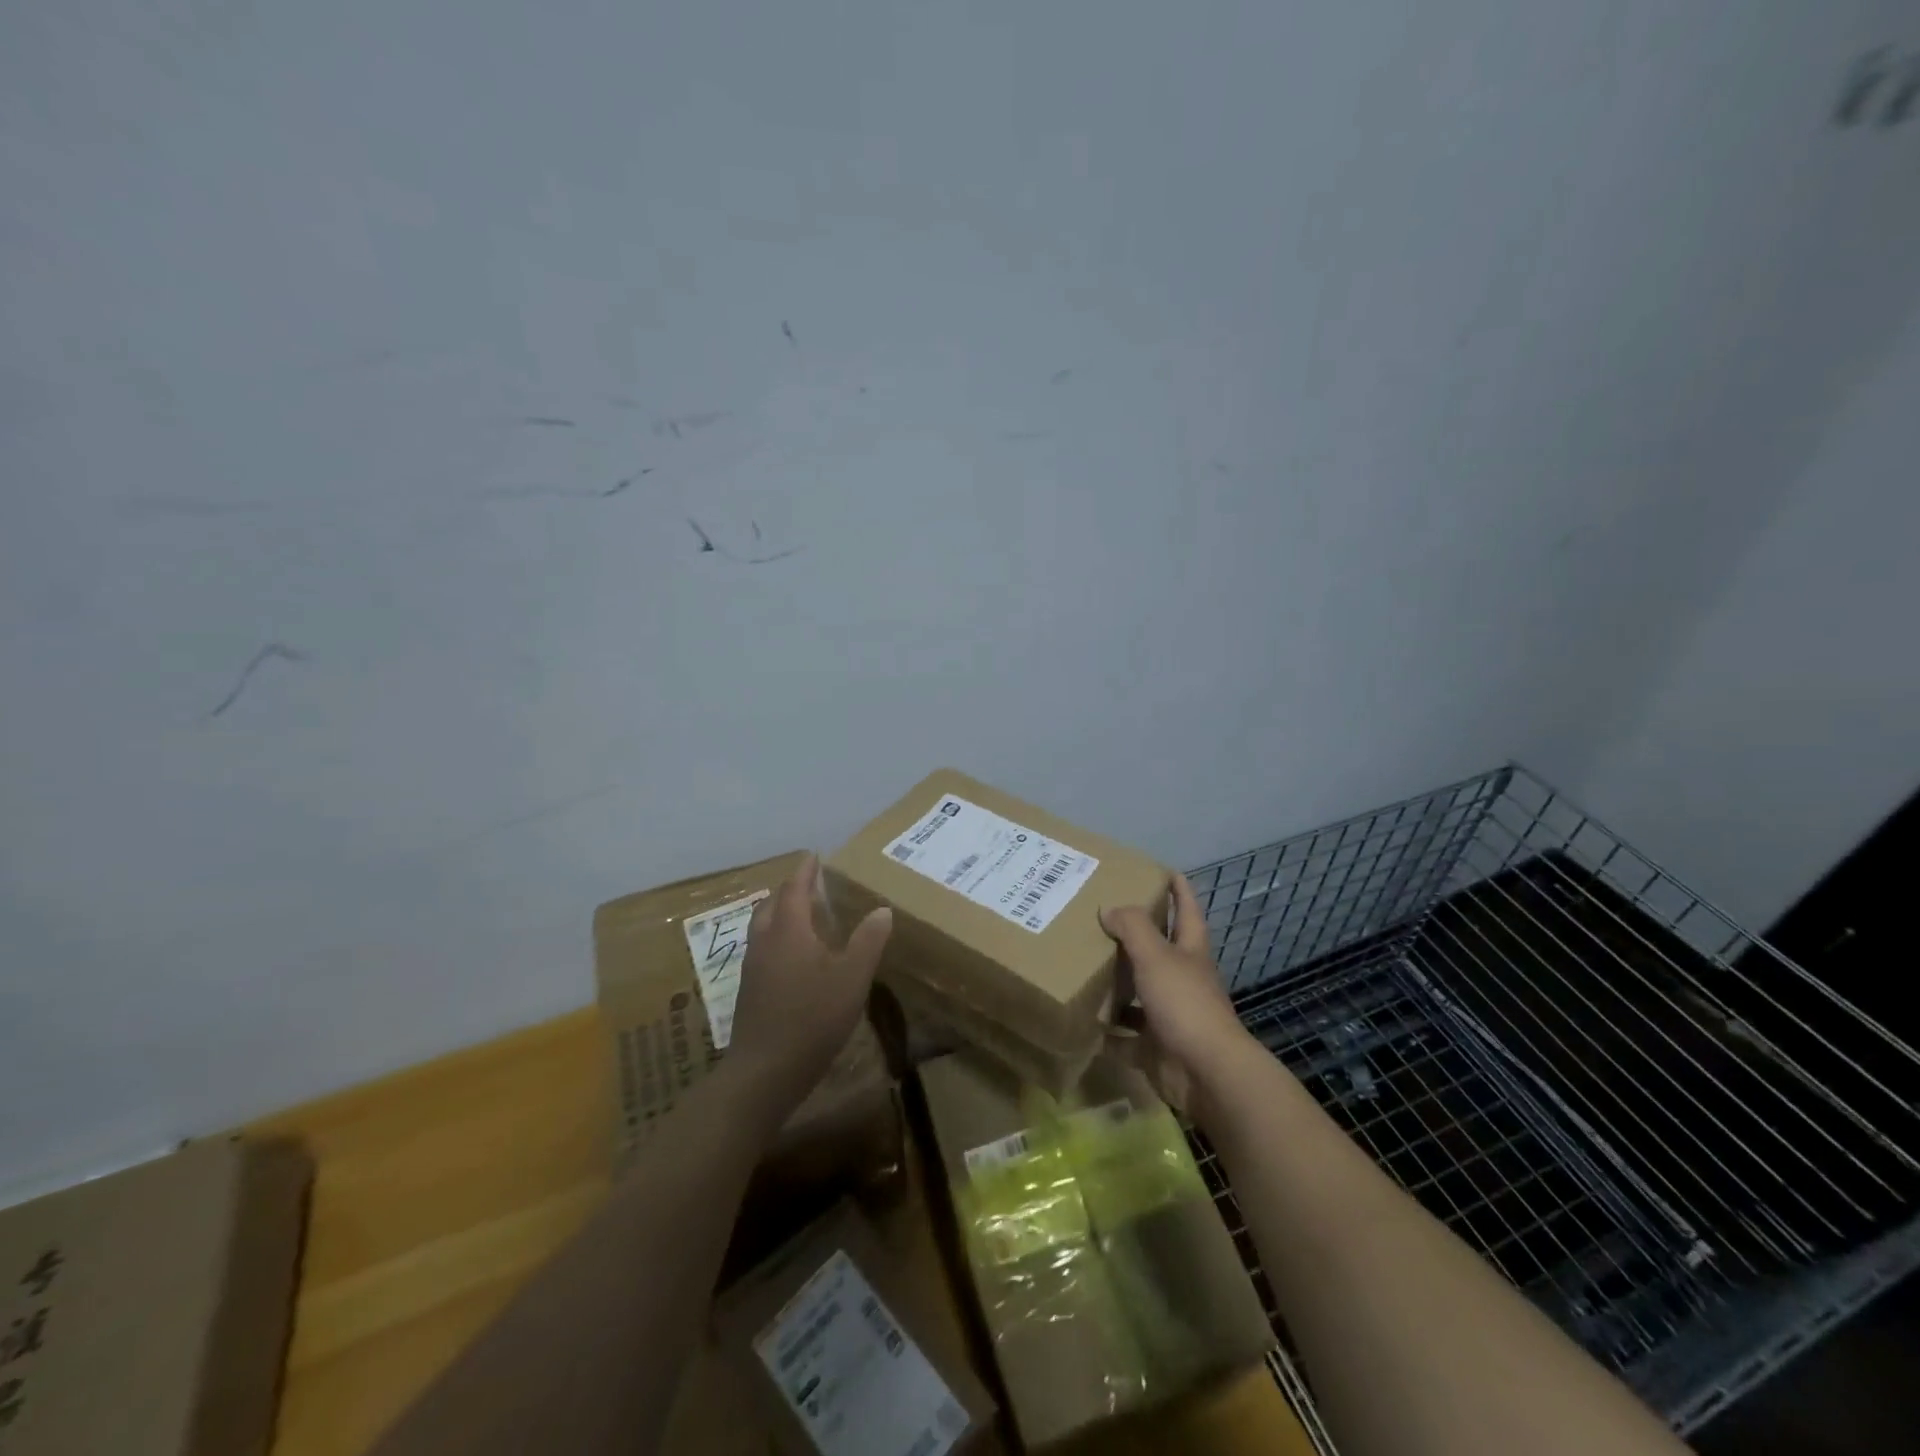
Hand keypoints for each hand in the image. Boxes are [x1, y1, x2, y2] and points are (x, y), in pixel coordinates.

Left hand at [728, 854, 891, 1102]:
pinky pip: (762, 948)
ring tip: (802, 916)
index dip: (805, 871)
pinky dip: (776, 938)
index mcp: (788, 930)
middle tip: (810, 885)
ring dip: (780, 913)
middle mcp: (765, 941)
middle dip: (790, 890)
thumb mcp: (852, 978)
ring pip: (763, 927)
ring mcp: (752, 967)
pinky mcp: (749, 991)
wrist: (763, 1073)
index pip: (794, 888)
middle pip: (772, 904)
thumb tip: (882, 909)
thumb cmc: (812, 1018)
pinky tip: (792, 958)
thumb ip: (868, 941)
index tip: (814, 856)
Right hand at [1101, 873, 1250, 1113]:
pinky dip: (1107, 1031)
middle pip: (1159, 950)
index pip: (1187, 910)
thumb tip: (1108, 908)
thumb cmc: (1185, 1004)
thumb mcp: (1156, 956)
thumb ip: (1132, 928)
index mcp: (1190, 952)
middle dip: (1135, 935)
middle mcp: (1182, 979)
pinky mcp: (1155, 1048)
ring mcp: (1170, 1015)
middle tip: (1100, 915)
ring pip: (1139, 992)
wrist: (1206, 1073)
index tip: (1163, 870)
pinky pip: (1125, 1036)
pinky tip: (1083, 1020)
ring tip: (1082, 964)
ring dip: (1117, 983)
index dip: (1179, 889)